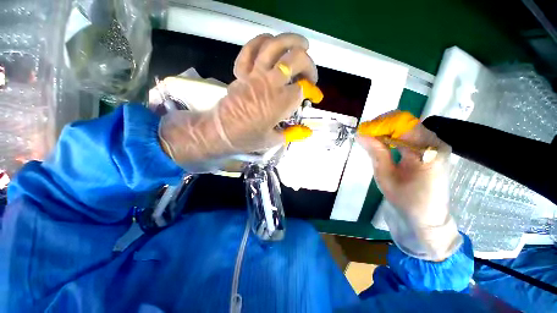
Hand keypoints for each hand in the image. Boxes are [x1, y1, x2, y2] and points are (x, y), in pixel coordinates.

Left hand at [158, 33, 317, 170]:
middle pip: (296, 59)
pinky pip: (250, 49)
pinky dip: (261, 41)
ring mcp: (255, 74)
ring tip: (302, 44)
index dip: (311, 91)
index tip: (313, 97)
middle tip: (310, 76)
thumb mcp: (274, 140)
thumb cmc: (248, 138)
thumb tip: (307, 132)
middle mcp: (271, 83)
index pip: (303, 88)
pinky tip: (271, 42)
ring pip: (275, 46)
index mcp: (281, 102)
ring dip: (291, 41)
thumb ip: (293, 133)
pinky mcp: (242, 72)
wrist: (221, 132)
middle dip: (309, 65)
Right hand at [357, 111, 461, 259]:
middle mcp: (436, 143)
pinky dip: (395, 135)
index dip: (380, 124)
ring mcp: (437, 144)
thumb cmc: (406, 200)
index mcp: (427, 152)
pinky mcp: (433, 147)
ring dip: (387, 129)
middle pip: (406, 121)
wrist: (428, 216)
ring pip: (407, 125)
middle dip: (382, 125)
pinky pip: (411, 133)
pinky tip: (385, 143)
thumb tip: (360, 134)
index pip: (402, 124)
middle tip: (365, 136)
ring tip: (372, 140)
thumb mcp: (385, 176)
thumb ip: (375, 152)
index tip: (362, 132)